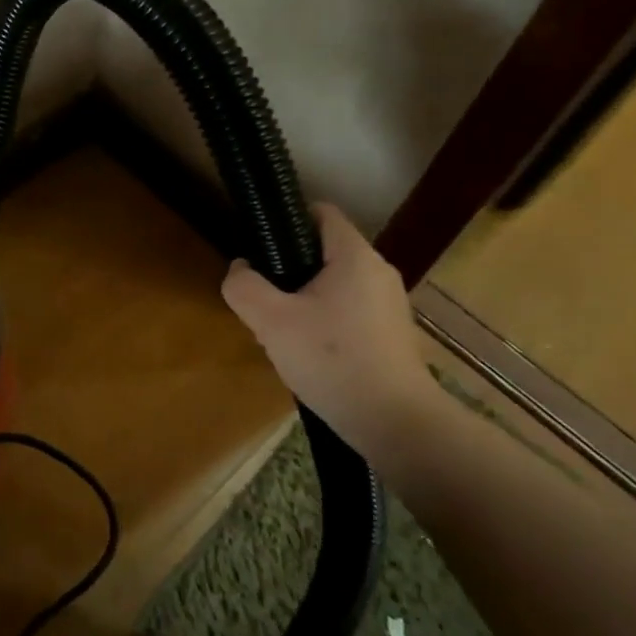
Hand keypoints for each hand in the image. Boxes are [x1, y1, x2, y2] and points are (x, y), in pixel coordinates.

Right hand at [221, 203, 441, 463]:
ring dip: (305, 298)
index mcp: (355, 256)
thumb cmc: (333, 361)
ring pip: (336, 284)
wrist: (395, 423)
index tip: (260, 245)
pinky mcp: (393, 333)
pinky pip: (350, 310)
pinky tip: (311, 353)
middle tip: (264, 298)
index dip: (286, 219)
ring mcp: (390, 304)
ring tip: (283, 330)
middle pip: (325, 250)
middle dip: (290, 267)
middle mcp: (379, 271)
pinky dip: (327, 320)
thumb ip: (245, 287)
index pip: (321, 212)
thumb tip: (240, 268)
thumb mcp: (272, 322)